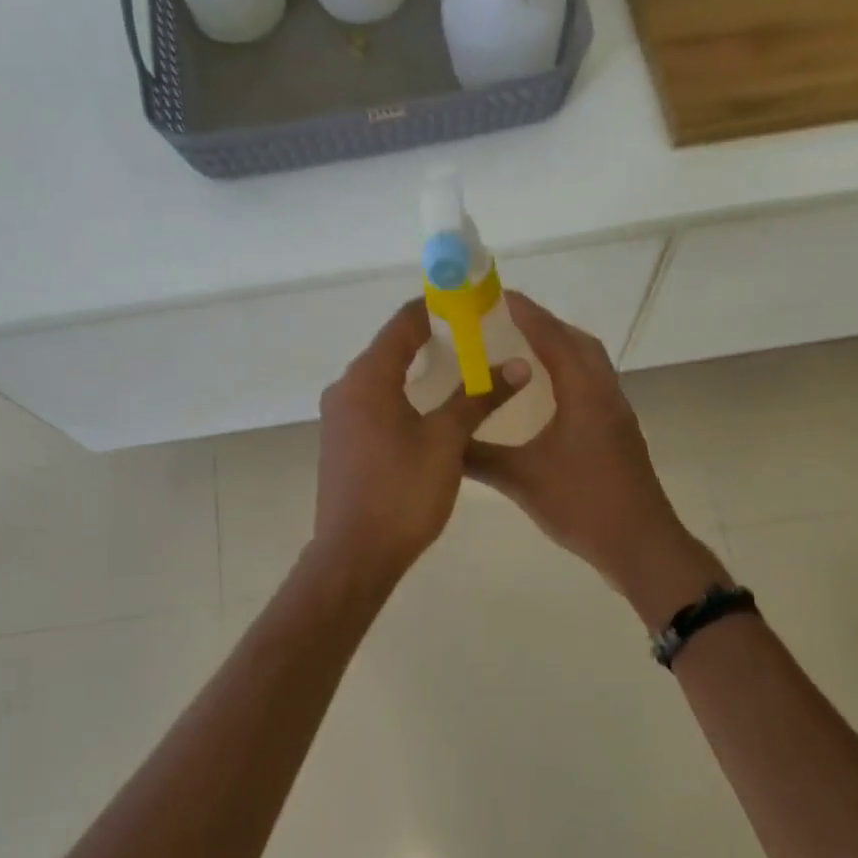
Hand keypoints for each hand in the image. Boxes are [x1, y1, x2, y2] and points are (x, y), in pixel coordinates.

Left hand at [313, 300, 529, 586]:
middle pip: (389, 349)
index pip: (402, 324)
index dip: (434, 309)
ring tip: (459, 369)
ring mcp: (339, 418)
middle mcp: (345, 389)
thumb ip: (479, 397)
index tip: (467, 303)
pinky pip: (374, 403)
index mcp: (367, 378)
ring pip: (381, 378)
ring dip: (416, 369)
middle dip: (429, 338)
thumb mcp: (446, 440)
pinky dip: (402, 395)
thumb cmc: (402, 491)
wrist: (355, 554)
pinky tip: (430, 409)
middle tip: (473, 337)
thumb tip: (518, 365)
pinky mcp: (341, 443)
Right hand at [464, 292, 728, 625]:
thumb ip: (479, 457)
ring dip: (560, 348)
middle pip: (578, 343)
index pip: (553, 338)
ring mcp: (617, 413)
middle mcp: (605, 393)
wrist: (640, 544)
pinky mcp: (619, 432)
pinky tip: (545, 395)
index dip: (526, 313)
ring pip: (590, 364)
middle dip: (544, 325)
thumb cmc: (583, 505)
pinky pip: (593, 385)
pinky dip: (569, 374)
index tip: (497, 295)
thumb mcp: (522, 480)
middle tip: (506, 321)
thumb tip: (441, 442)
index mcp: (584, 393)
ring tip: (522, 350)